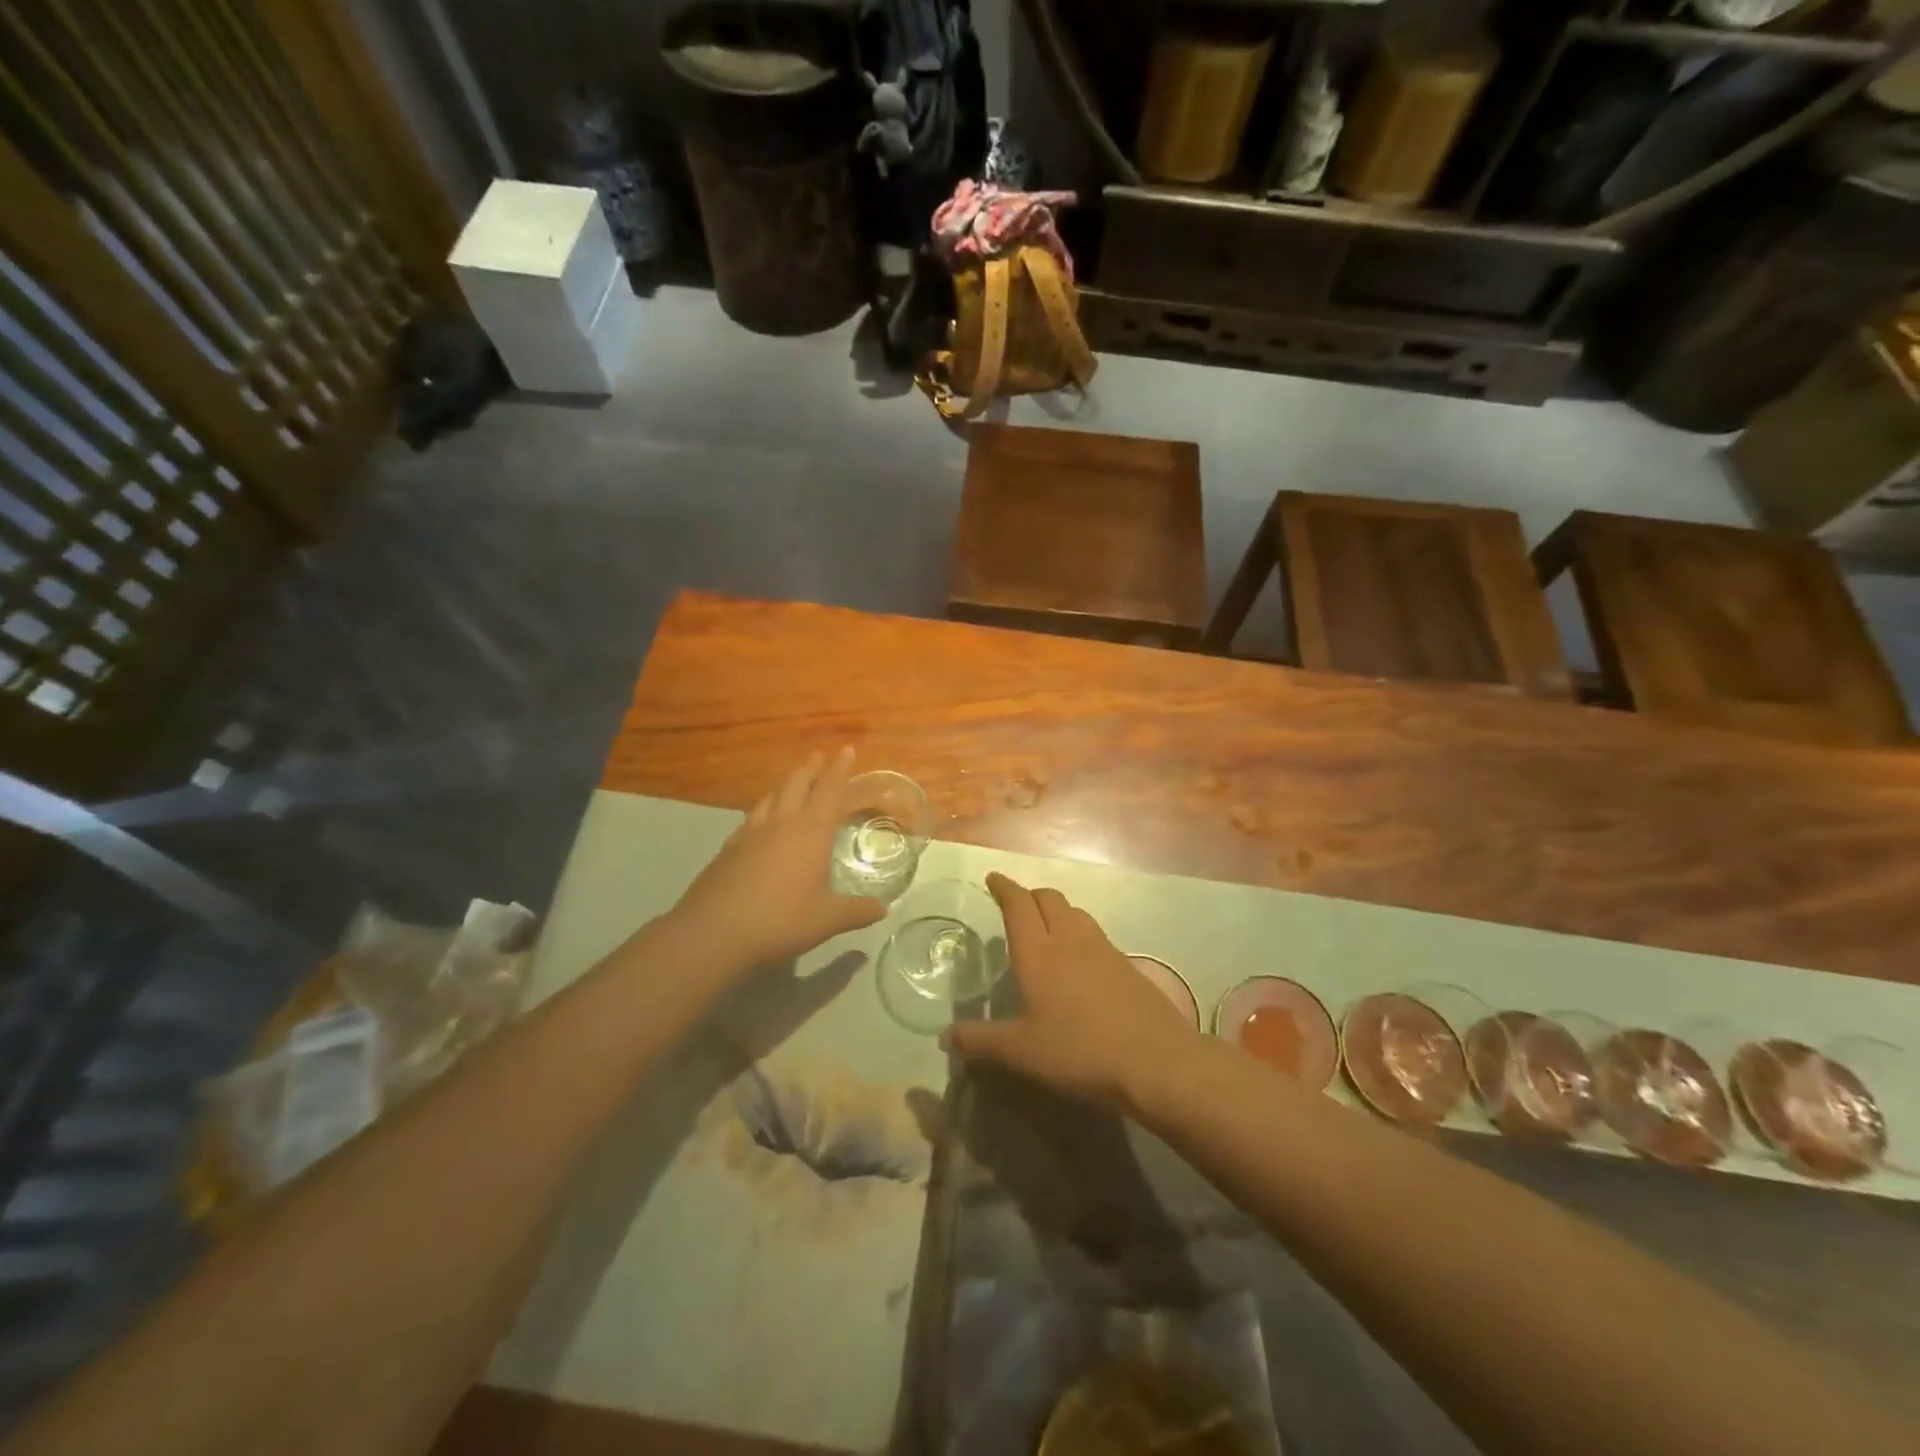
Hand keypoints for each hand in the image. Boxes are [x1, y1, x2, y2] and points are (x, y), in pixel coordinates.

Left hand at [667, 749, 886, 976]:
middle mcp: (781, 823)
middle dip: (810, 768)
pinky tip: (761, 820)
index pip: (830, 791)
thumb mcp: (826, 920)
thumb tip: (883, 909)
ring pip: (771, 796)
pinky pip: (751, 817)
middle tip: (819, 756)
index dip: (840, 769)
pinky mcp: (728, 849)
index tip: (846, 750)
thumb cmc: (780, 922)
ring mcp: (750, 834)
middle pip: (797, 784)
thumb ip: (857, 912)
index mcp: (810, 832)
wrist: (713, 933)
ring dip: (785, 784)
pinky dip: (763, 809)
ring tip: (793, 781)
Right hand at [948, 873, 1196, 1108]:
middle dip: (1030, 895)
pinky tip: (1080, 960)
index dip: (1004, 888)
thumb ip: (981, 1041)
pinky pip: (1095, 934)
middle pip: (1049, 899)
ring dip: (1057, 910)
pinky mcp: (1126, 964)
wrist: (1155, 1059)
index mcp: (1038, 952)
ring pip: (1075, 912)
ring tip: (1047, 927)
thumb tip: (945, 1037)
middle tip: (1017, 905)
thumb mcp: (1021, 1052)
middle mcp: (1069, 939)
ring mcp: (1103, 948)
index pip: (1017, 905)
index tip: (993, 878)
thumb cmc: (1079, 1050)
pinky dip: (1079, 932)